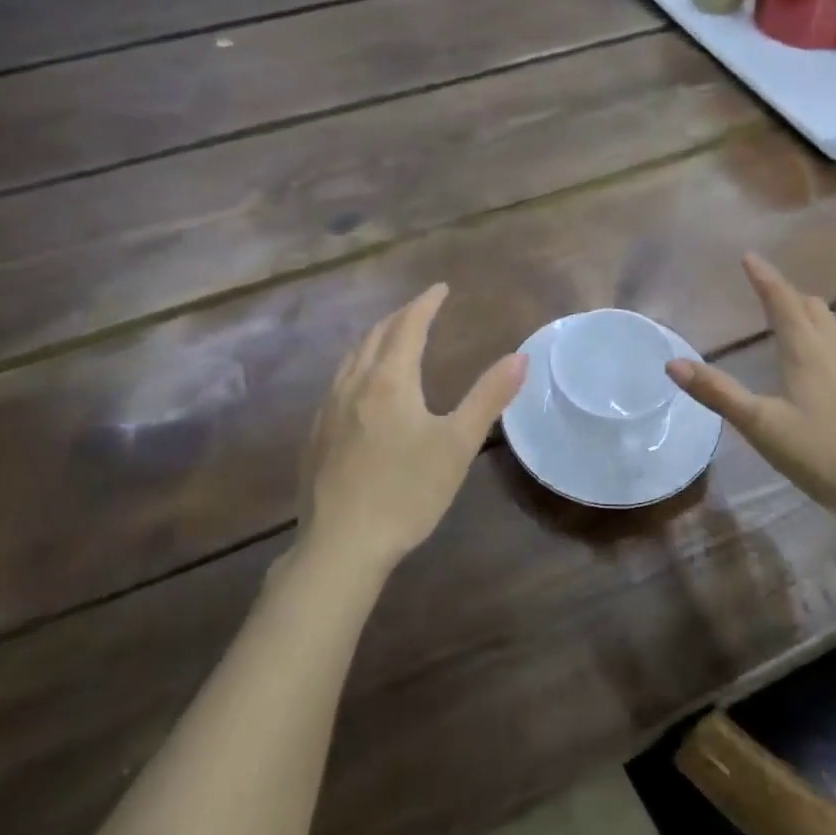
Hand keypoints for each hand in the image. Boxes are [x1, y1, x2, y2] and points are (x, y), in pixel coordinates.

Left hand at [299, 284, 526, 576]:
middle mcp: (354, 384)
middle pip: (376, 336)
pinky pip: (337, 383)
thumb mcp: (457, 445)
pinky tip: (360, 389)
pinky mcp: (315, 435)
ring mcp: (328, 410)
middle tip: (420, 309)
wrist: (341, 546)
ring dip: (374, 339)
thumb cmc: (406, 492)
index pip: (408, 326)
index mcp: (389, 380)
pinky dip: (356, 366)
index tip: (440, 288)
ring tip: (390, 338)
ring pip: (351, 358)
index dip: (425, 303)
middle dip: (399, 316)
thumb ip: (488, 397)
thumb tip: (519, 356)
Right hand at [666, 254, 835, 534]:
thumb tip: (673, 362)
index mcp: (807, 352)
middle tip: (767, 290)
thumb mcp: (761, 426)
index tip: (749, 256)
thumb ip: (718, 393)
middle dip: (788, 294)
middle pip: (813, 309)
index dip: (764, 277)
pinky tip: (834, 367)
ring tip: (796, 322)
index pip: (782, 301)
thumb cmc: (824, 457)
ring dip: (812, 317)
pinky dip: (833, 345)